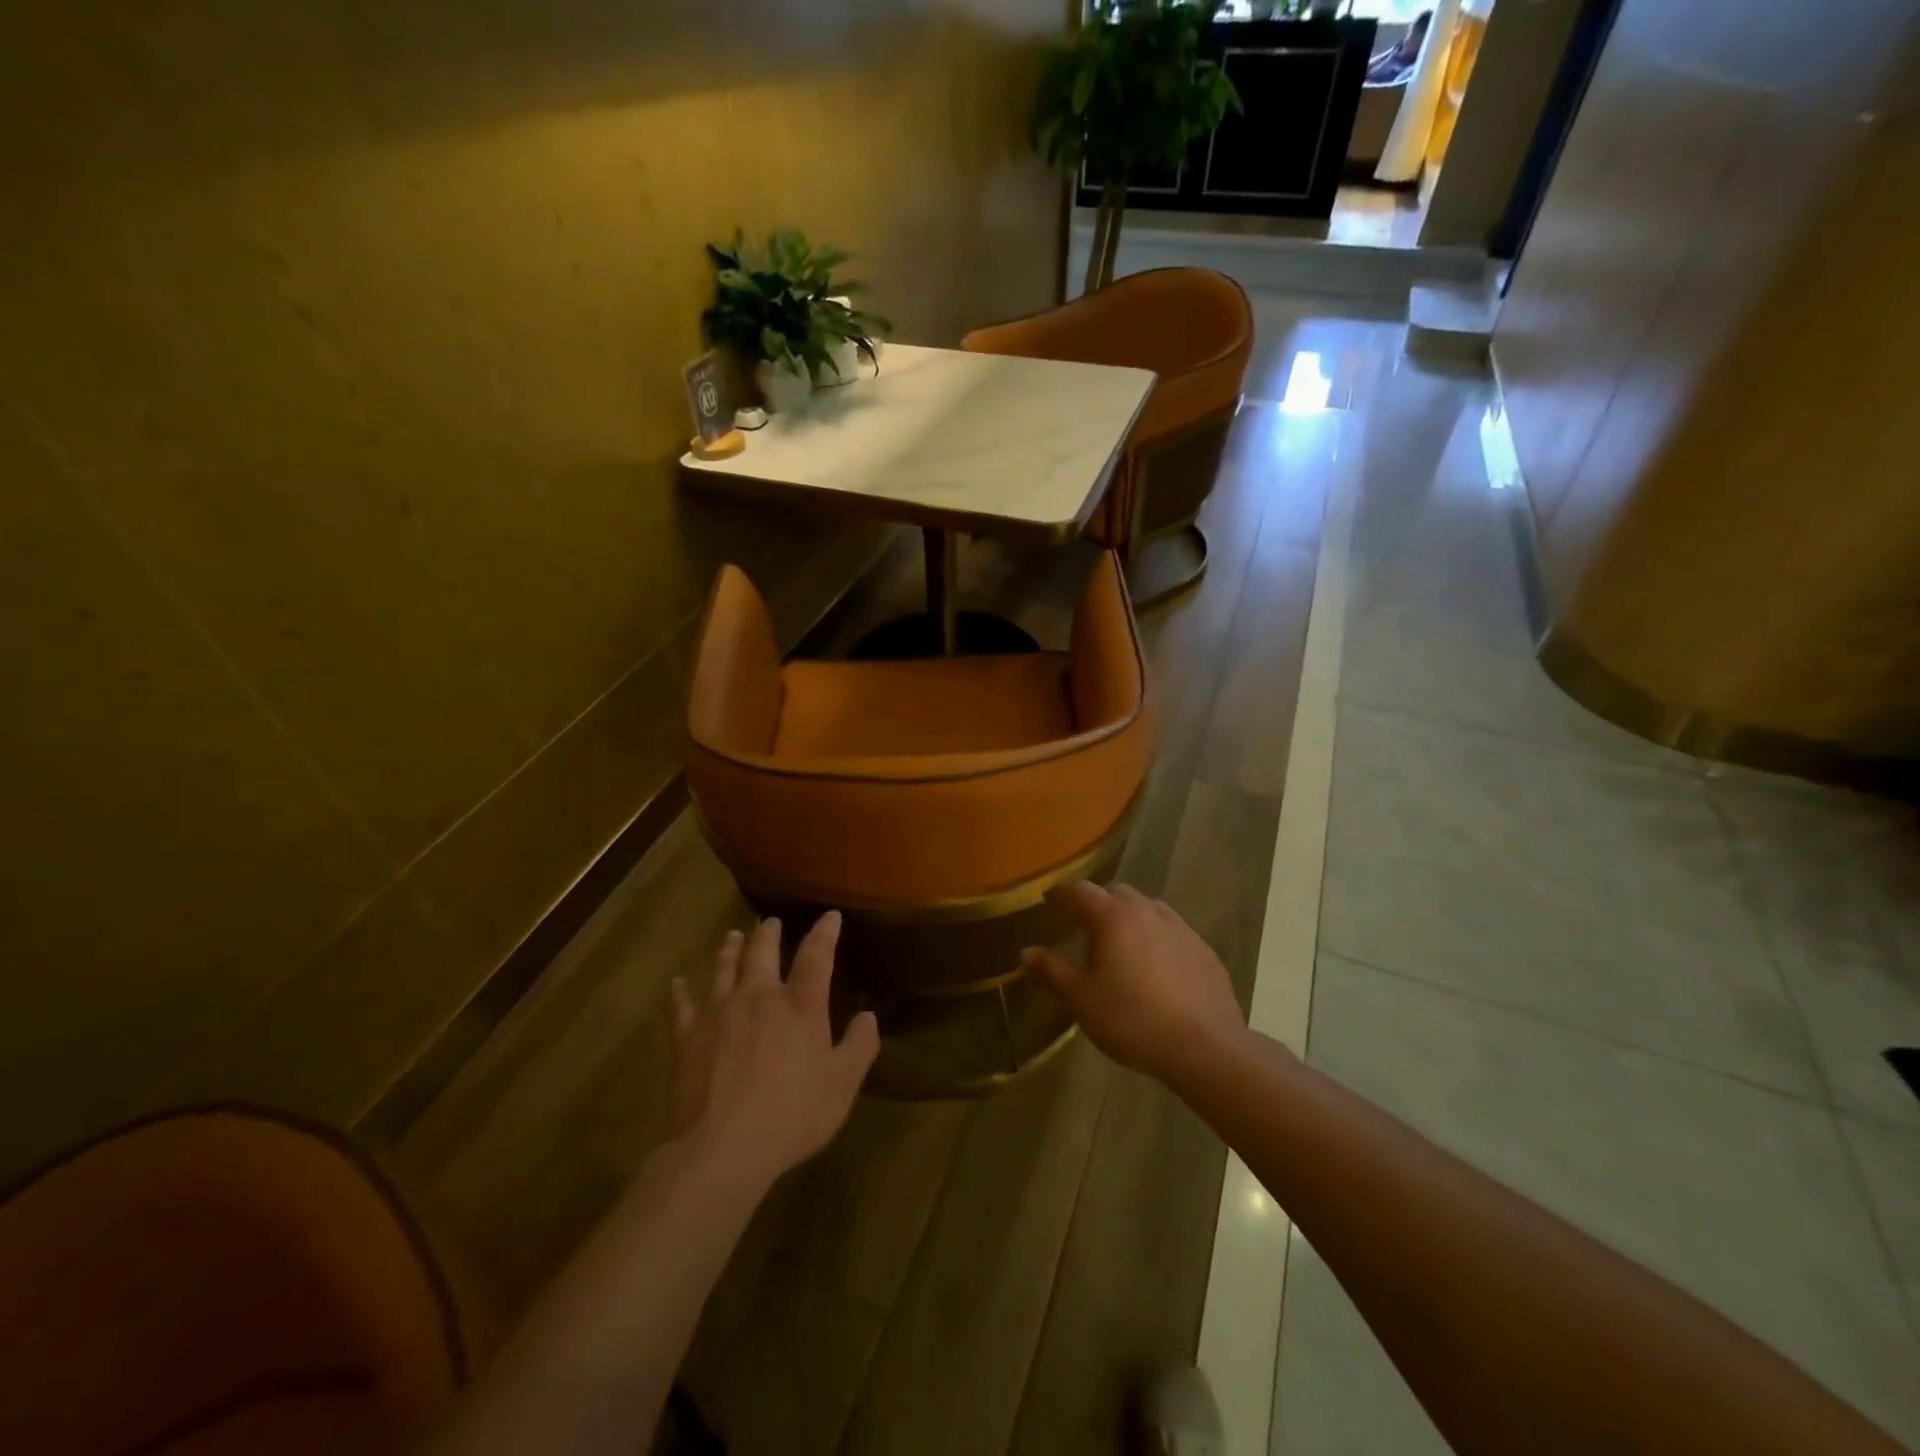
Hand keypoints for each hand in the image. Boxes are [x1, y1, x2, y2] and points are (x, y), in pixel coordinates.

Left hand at [668, 912, 878, 1187]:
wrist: (722, 1147)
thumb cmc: (792, 1116)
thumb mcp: (842, 1086)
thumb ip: (859, 1047)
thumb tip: (869, 1017)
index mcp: (801, 1005)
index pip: (817, 955)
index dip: (825, 932)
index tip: (830, 916)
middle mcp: (759, 996)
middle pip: (763, 951)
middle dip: (769, 933)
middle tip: (770, 922)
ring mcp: (718, 1011)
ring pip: (724, 968)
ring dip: (730, 949)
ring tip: (733, 936)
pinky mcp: (687, 1036)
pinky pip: (681, 1006)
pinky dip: (679, 992)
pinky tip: (676, 983)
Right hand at [1022, 881, 1245, 1086]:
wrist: (1206, 1047)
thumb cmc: (1133, 1020)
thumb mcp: (1082, 1001)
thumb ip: (1051, 973)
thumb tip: (1026, 952)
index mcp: (1114, 917)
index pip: (1081, 892)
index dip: (1061, 895)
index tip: (1048, 901)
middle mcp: (1148, 912)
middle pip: (1117, 893)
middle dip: (1097, 903)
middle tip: (1083, 926)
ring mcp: (1181, 929)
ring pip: (1148, 909)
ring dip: (1130, 917)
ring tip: (1120, 944)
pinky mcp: (1204, 951)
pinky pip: (1173, 932)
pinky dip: (1156, 938)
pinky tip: (1155, 967)